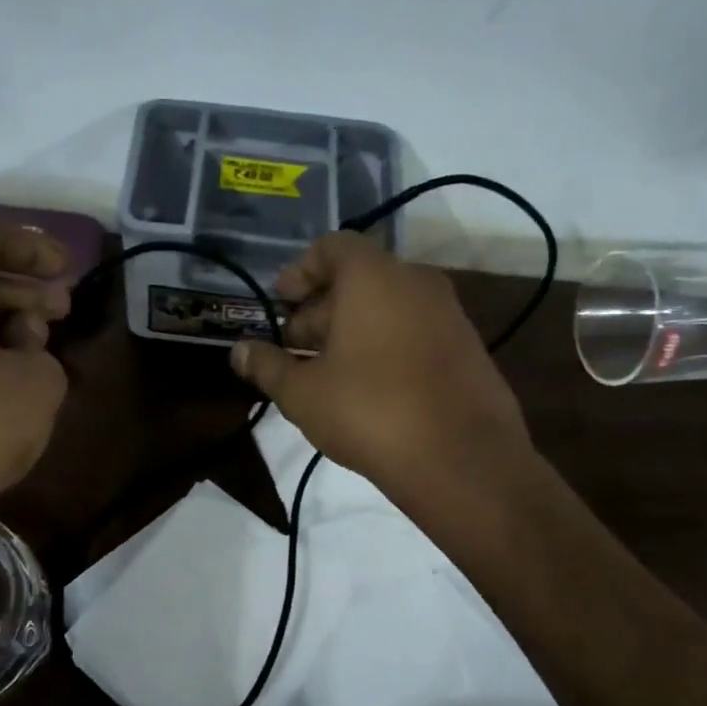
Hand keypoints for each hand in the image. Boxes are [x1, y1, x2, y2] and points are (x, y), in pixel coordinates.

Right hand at [228, 232, 534, 509]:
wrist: (461, 459)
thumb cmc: (368, 412)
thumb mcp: (302, 393)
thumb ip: (267, 366)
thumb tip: (239, 352)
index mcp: (373, 277)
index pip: (331, 246)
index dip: (298, 272)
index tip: (279, 305)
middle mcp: (416, 282)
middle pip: (358, 278)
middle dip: (319, 309)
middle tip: (292, 349)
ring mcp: (449, 314)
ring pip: (387, 307)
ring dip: (350, 331)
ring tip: (324, 374)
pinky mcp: (467, 348)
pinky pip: (413, 331)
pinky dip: (383, 345)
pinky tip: (366, 390)